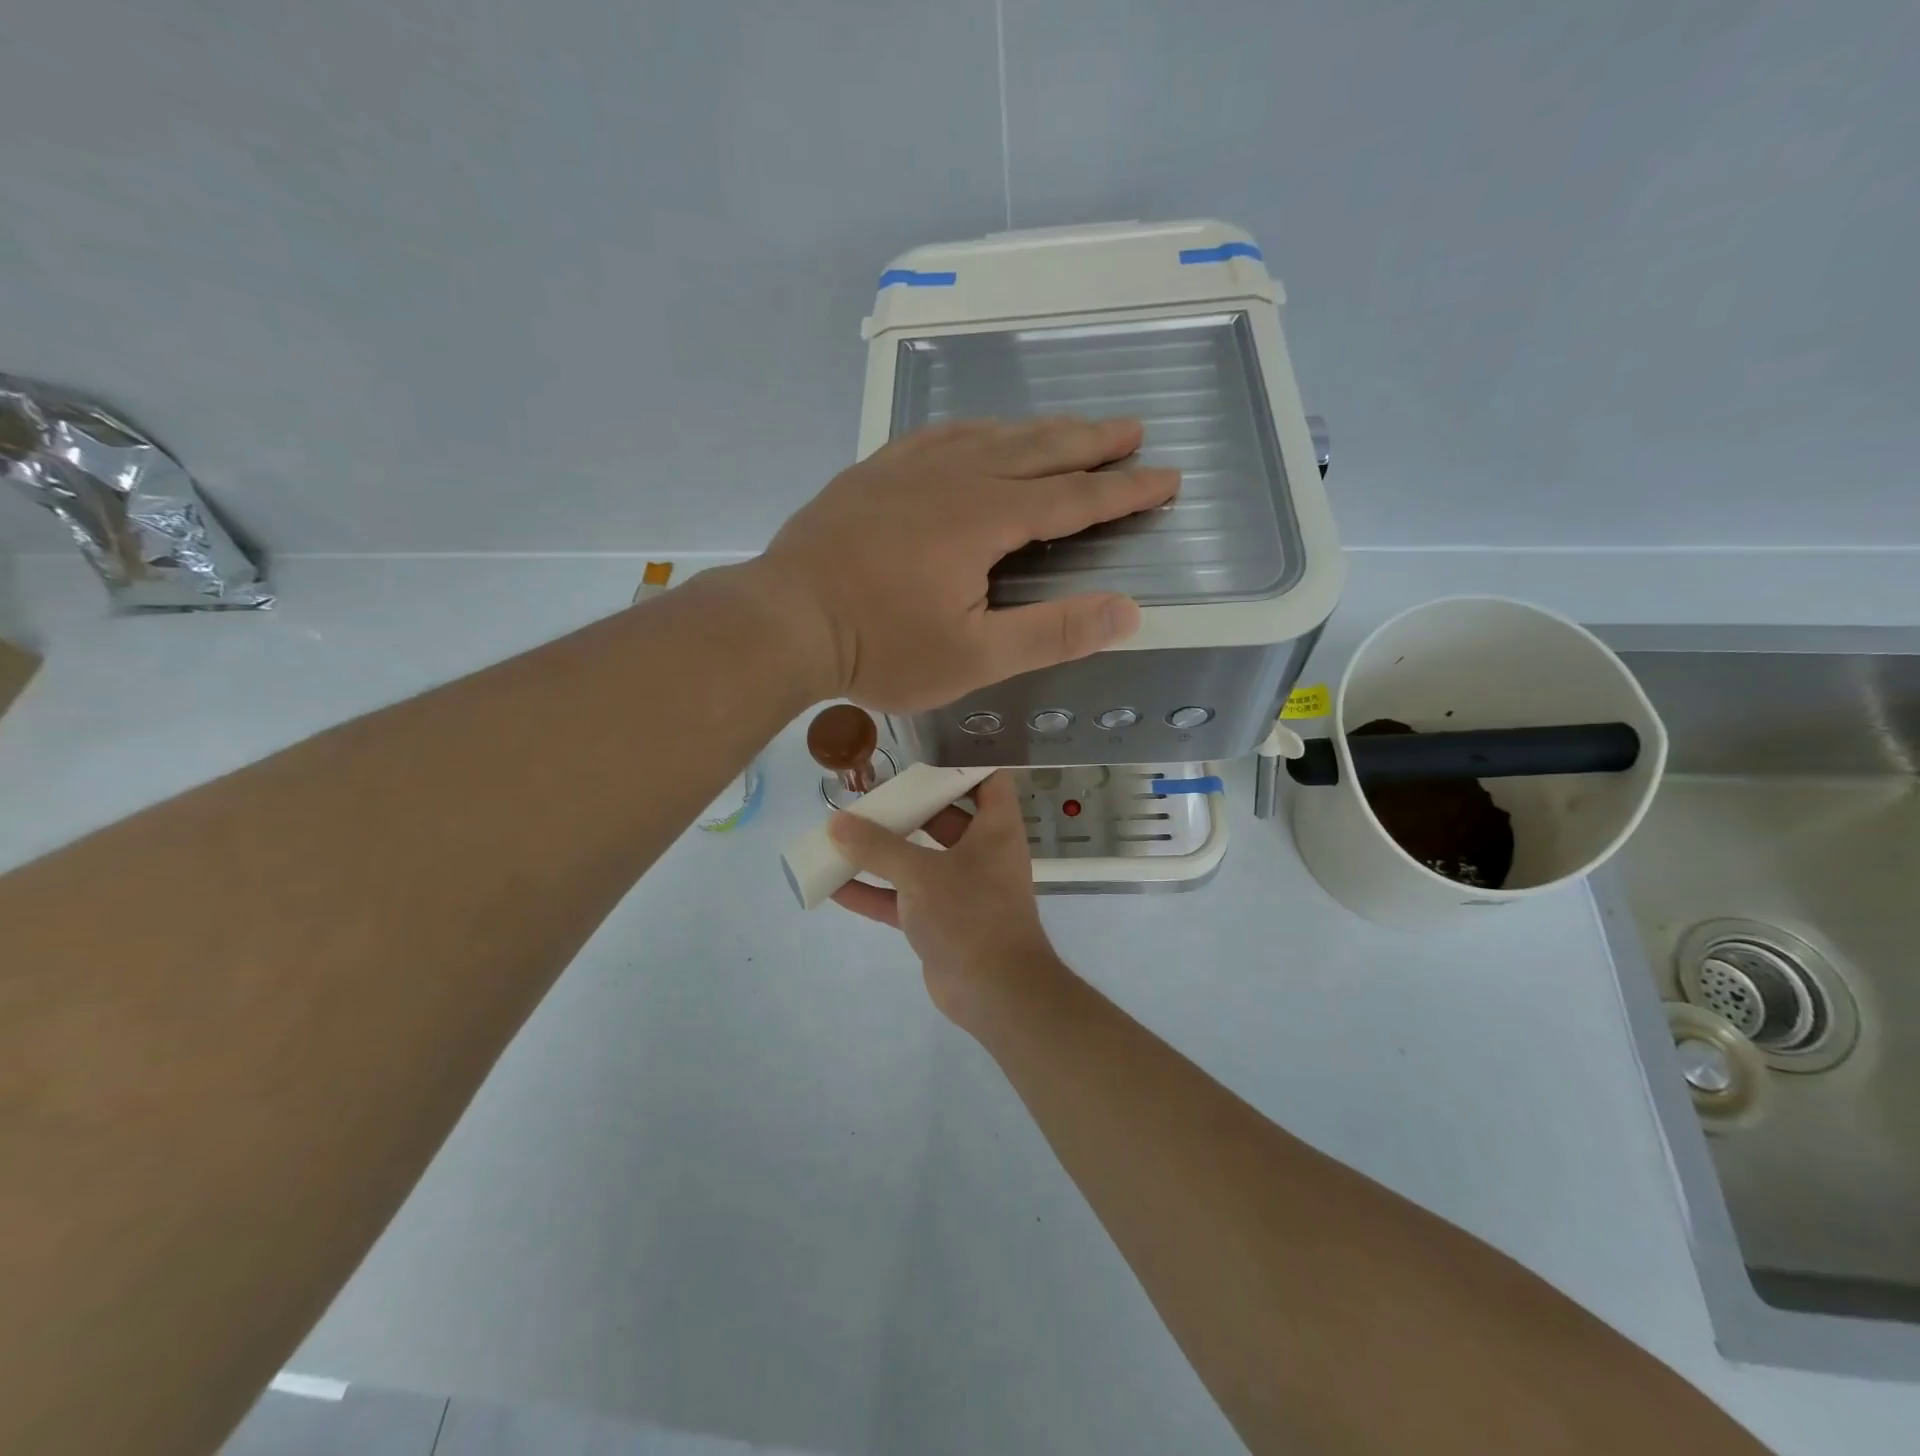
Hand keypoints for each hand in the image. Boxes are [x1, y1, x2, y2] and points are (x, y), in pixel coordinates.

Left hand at [752, 417, 1178, 712]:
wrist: (784, 621)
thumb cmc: (881, 647)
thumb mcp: (975, 657)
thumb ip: (1053, 632)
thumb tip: (1129, 611)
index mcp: (986, 517)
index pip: (1073, 498)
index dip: (1124, 490)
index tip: (1168, 477)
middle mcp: (954, 476)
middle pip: (1037, 449)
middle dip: (1090, 442)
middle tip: (1132, 429)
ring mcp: (907, 468)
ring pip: (988, 434)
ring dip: (1037, 430)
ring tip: (1069, 428)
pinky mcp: (872, 473)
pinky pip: (936, 435)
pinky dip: (974, 431)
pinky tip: (975, 434)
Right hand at [828, 773, 1065, 1031]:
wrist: (995, 992)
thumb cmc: (970, 914)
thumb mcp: (921, 873)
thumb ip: (877, 847)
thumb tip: (836, 823)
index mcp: (995, 829)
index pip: (989, 779)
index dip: (964, 761)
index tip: (925, 750)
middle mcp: (981, 853)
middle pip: (945, 817)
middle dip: (908, 806)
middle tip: (871, 792)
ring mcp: (961, 889)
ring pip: (919, 860)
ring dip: (884, 851)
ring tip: (843, 834)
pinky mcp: (940, 921)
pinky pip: (903, 899)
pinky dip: (874, 893)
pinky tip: (834, 885)